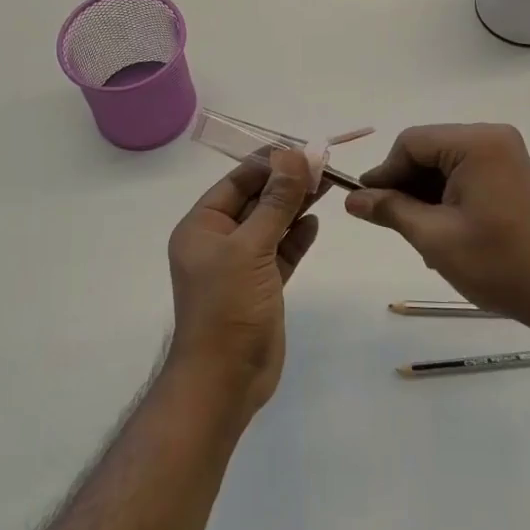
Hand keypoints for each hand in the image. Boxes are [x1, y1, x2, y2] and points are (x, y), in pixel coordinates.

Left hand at [166, 149, 318, 415]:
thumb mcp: (251, 248)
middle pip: (256, 200)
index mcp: (202, 226)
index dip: (269, 164)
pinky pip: (281, 252)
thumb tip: (293, 157)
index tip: (302, 149)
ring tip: (328, 183)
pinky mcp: (261, 286)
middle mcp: (218, 241)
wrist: (225, 381)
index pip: (237, 182)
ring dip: (296, 206)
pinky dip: (297, 237)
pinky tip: (315, 222)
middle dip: (287, 182)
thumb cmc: (228, 307)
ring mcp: (240, 264)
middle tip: (323, 163)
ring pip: (272, 225)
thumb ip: (275, 202)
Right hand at [345, 124, 529, 335]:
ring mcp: (507, 156)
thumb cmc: (498, 264)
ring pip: (445, 164)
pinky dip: (447, 197)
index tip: (366, 205)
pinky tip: (441, 231)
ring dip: (425, 194)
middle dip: (405, 185)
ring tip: (417, 234)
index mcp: (476, 143)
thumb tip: (352, 198)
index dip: (384, 173)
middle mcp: (493, 138)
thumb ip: (390, 210)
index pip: (411, 143)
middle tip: (388, 222)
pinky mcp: (513, 175)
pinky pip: (466, 174)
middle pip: (428, 150)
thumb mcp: (434, 237)